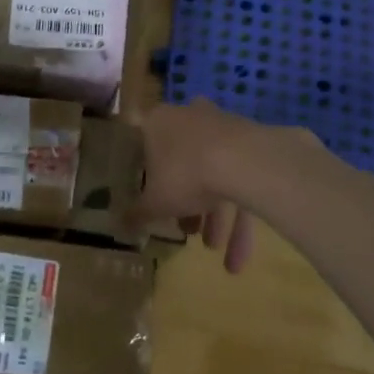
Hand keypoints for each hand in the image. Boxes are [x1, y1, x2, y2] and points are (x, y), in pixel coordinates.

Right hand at [132, 98, 268, 271]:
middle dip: (187, 202)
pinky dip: (240, 217)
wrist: (245, 163)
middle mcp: (190, 118)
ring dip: (215, 216)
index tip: (153, 202)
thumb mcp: (154, 203)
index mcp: (158, 122)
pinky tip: (238, 256)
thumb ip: (136, 215)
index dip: (149, 180)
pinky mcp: (254, 144)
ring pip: (215, 175)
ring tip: (213, 248)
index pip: (146, 148)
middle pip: (184, 164)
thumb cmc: (185, 175)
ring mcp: (225, 128)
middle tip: (187, 230)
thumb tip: (118, 226)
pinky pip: (242, 181)